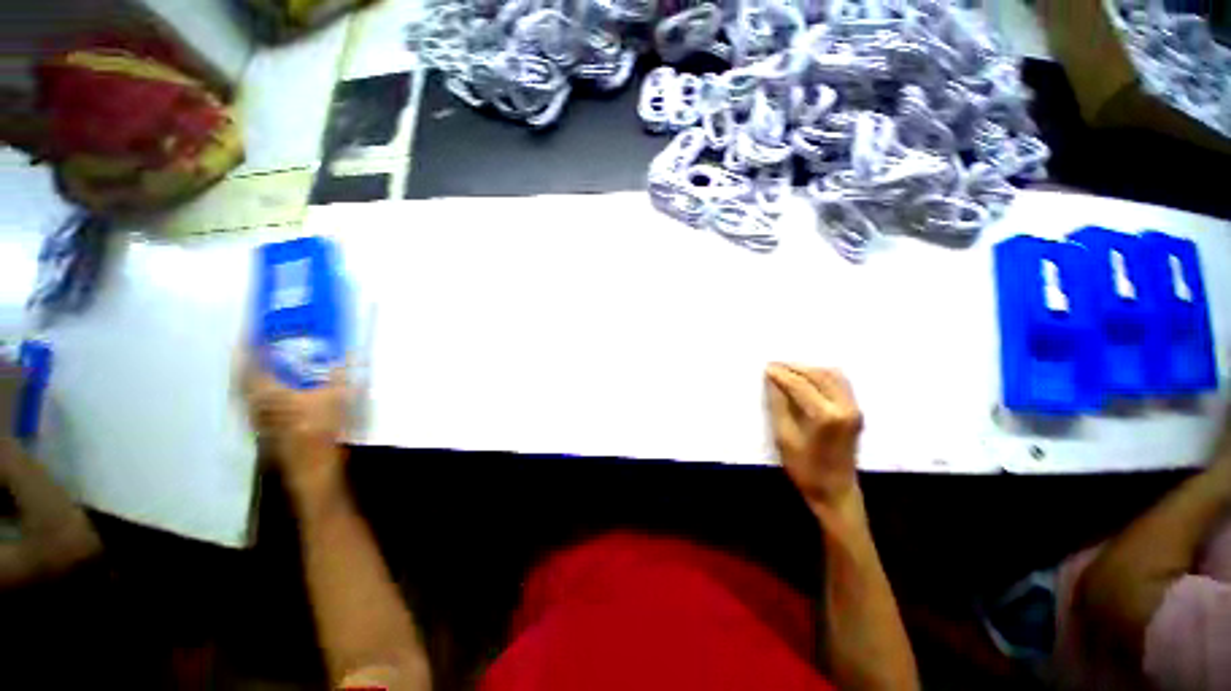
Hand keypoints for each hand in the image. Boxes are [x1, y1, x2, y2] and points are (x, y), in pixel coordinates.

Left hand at [240, 352, 350, 493]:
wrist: (311, 463)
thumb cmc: (321, 427)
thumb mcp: (337, 397)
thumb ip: (340, 375)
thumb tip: (347, 354)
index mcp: (270, 392)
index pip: (253, 363)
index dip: (251, 345)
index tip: (252, 331)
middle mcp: (256, 403)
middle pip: (242, 377)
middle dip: (244, 360)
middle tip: (251, 346)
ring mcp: (257, 417)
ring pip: (245, 391)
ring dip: (249, 376)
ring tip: (260, 365)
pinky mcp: (263, 428)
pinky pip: (253, 402)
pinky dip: (256, 391)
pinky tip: (271, 391)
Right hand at [765, 364, 862, 511]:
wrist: (836, 491)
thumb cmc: (805, 468)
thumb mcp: (784, 437)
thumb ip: (779, 405)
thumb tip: (772, 381)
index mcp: (826, 416)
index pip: (800, 385)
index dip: (782, 375)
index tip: (766, 368)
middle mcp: (845, 407)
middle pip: (818, 375)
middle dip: (795, 367)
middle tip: (774, 365)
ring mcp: (854, 408)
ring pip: (832, 375)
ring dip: (809, 369)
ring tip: (788, 369)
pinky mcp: (856, 411)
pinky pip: (840, 382)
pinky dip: (823, 375)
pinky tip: (808, 377)